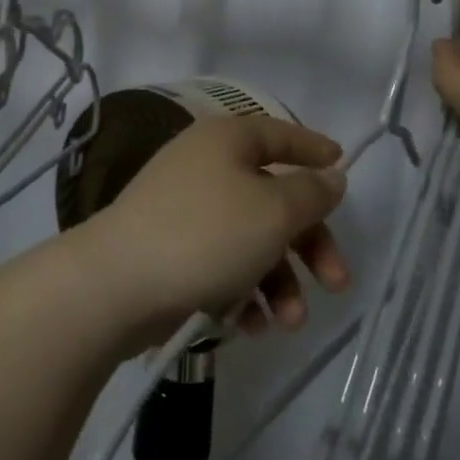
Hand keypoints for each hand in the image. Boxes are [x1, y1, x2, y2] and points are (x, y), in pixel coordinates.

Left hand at [73, 115, 349, 349]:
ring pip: (251, 238)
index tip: (343, 166)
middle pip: (273, 197)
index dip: (314, 148)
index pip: (280, 134)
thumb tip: (330, 175)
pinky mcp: (172, 249)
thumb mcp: (273, 211)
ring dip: (279, 280)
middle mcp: (205, 166)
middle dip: (309, 244)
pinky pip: (222, 262)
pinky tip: (250, 326)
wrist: (117, 284)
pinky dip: (243, 291)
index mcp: (226, 141)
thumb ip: (310, 192)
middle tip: (337, 283)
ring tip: (289, 321)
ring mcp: (185, 209)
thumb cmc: (206, 235)